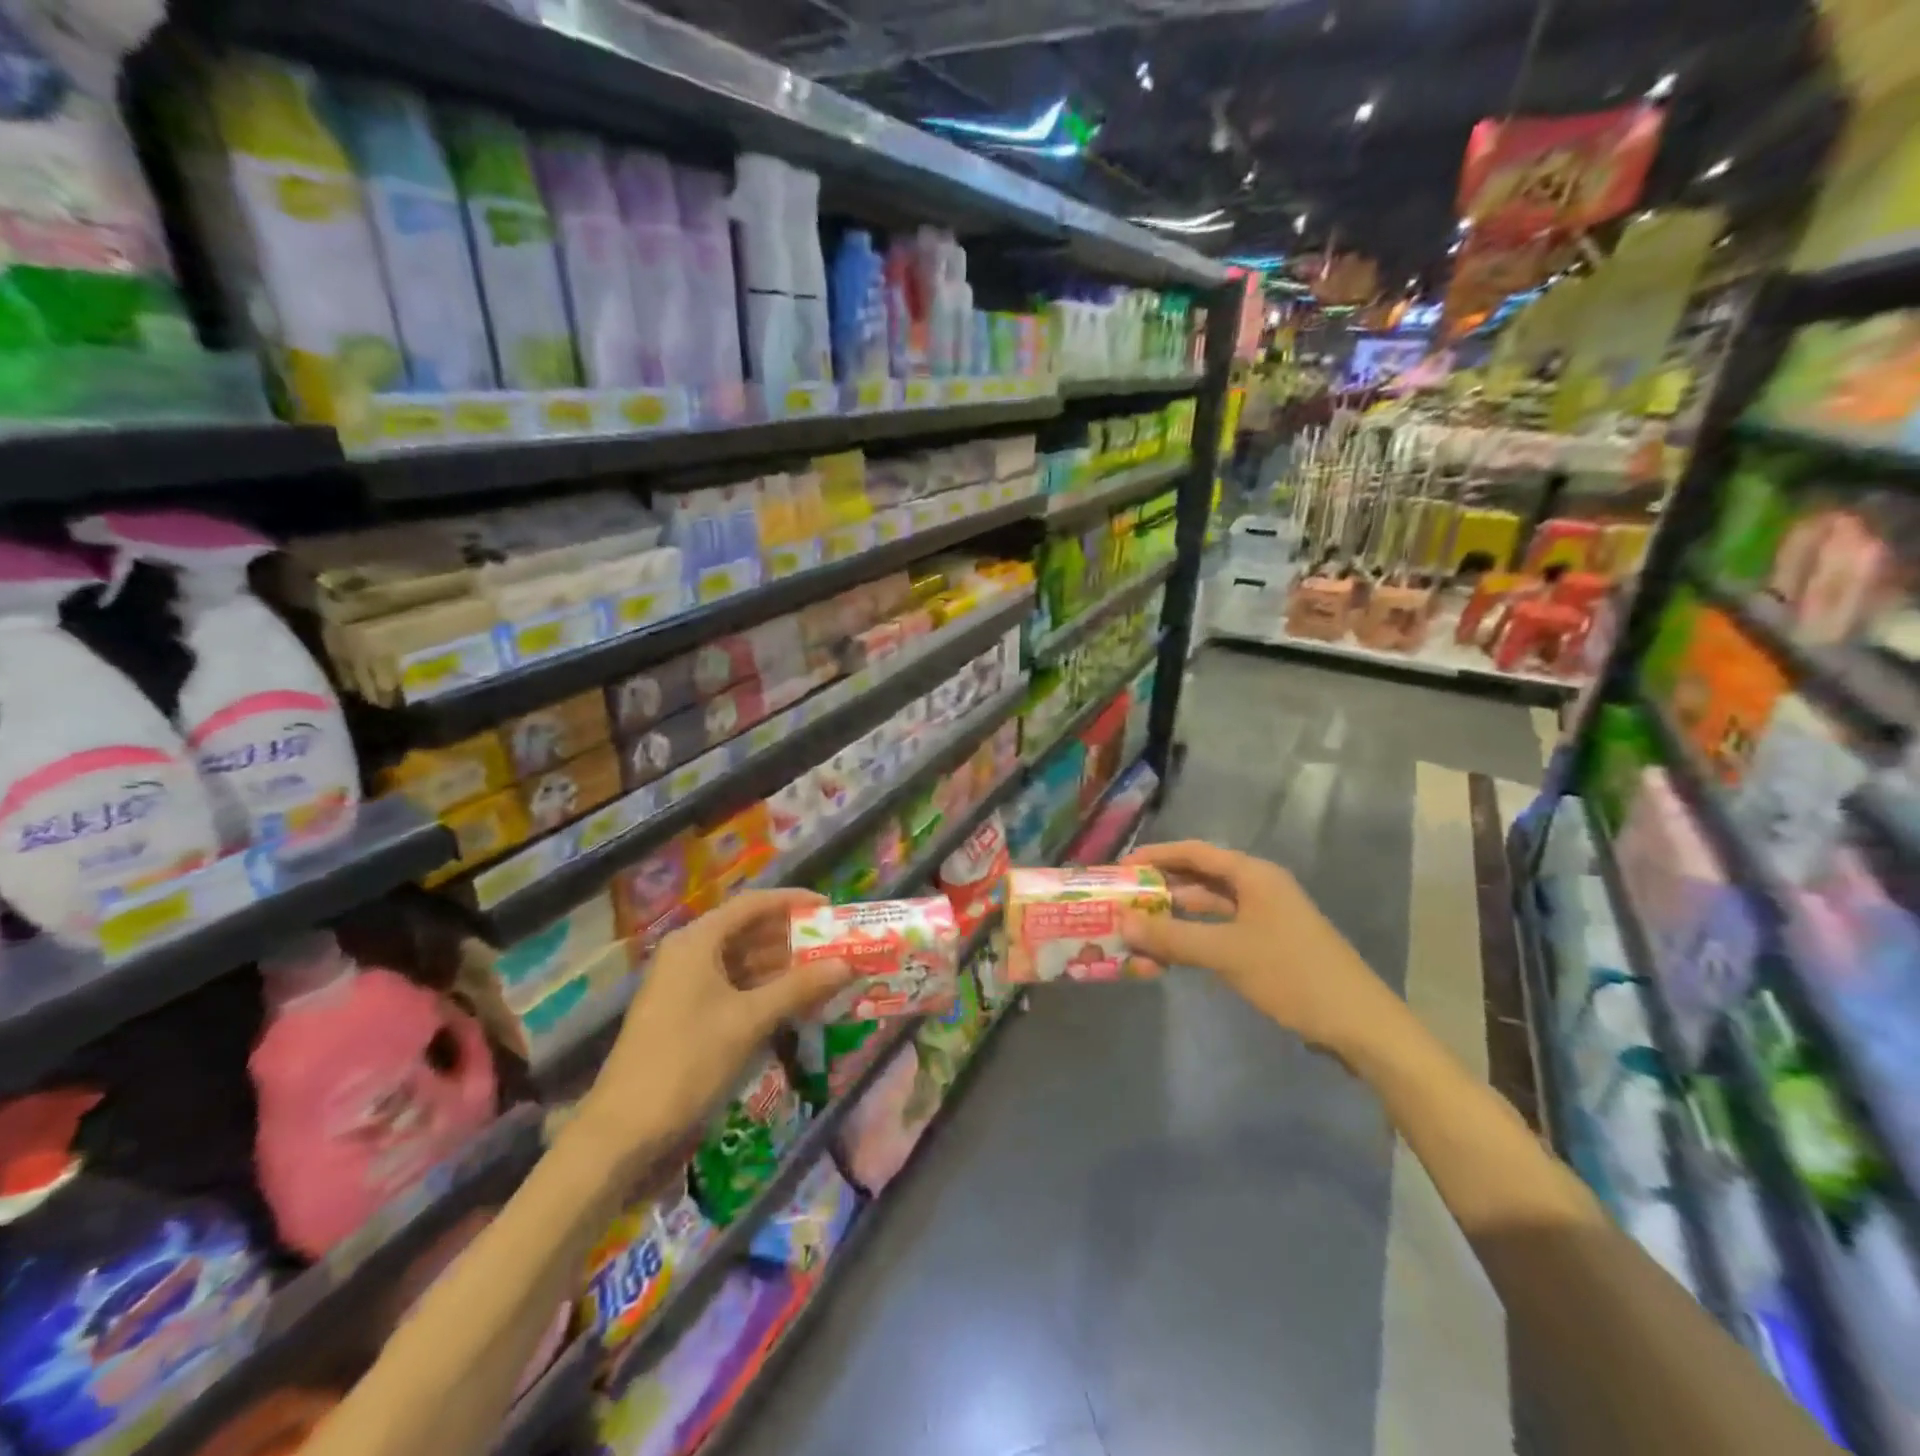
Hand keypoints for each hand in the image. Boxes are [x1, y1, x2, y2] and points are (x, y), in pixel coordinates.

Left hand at [576, 889, 853, 1170]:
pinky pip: (734, 986)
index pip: (753, 904)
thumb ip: (799, 988)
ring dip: (782, 966)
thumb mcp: (749, 1021)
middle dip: (792, 936)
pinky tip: (794, 1001)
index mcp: (697, 941)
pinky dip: (764, 989)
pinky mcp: (687, 1011)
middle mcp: (689, 953)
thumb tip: (847, 965)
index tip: (830, 908)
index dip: (794, 901)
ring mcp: (685, 983)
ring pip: (743, 961)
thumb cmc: (688, 1061)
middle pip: (748, 930)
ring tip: (824, 972)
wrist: (624, 1130)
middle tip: (834, 944)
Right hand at [1119, 840, 1402, 1056]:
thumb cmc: (1293, 975)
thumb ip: (1172, 937)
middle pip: (1198, 878)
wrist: (1359, 1025)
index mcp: (1253, 875)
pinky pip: (1219, 932)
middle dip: (1159, 888)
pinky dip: (1192, 939)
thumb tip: (1121, 922)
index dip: (1155, 856)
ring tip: (1135, 929)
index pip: (1193, 852)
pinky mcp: (1267, 945)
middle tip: (1121, 900)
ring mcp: (1264, 918)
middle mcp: (1258, 888)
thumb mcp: (1227, 953)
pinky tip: (1167, 955)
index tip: (1119, 868)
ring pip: (1207, 908)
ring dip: (1173, 917)